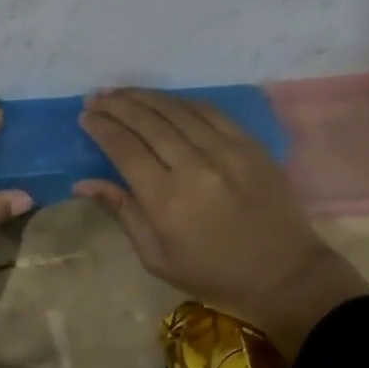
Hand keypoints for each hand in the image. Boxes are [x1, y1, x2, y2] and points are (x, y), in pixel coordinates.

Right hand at [76, 88, 368, 357]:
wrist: (285, 274)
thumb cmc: (212, 274)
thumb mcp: (157, 257)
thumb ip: (122, 213)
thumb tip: (83, 182)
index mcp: (167, 200)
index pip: (125, 149)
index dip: (102, 128)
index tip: (86, 117)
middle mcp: (194, 167)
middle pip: (147, 122)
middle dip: (117, 105)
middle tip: (96, 97)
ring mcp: (226, 151)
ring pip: (176, 110)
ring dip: (144, 97)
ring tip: (121, 92)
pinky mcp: (250, 145)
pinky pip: (209, 112)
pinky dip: (181, 102)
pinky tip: (164, 100)